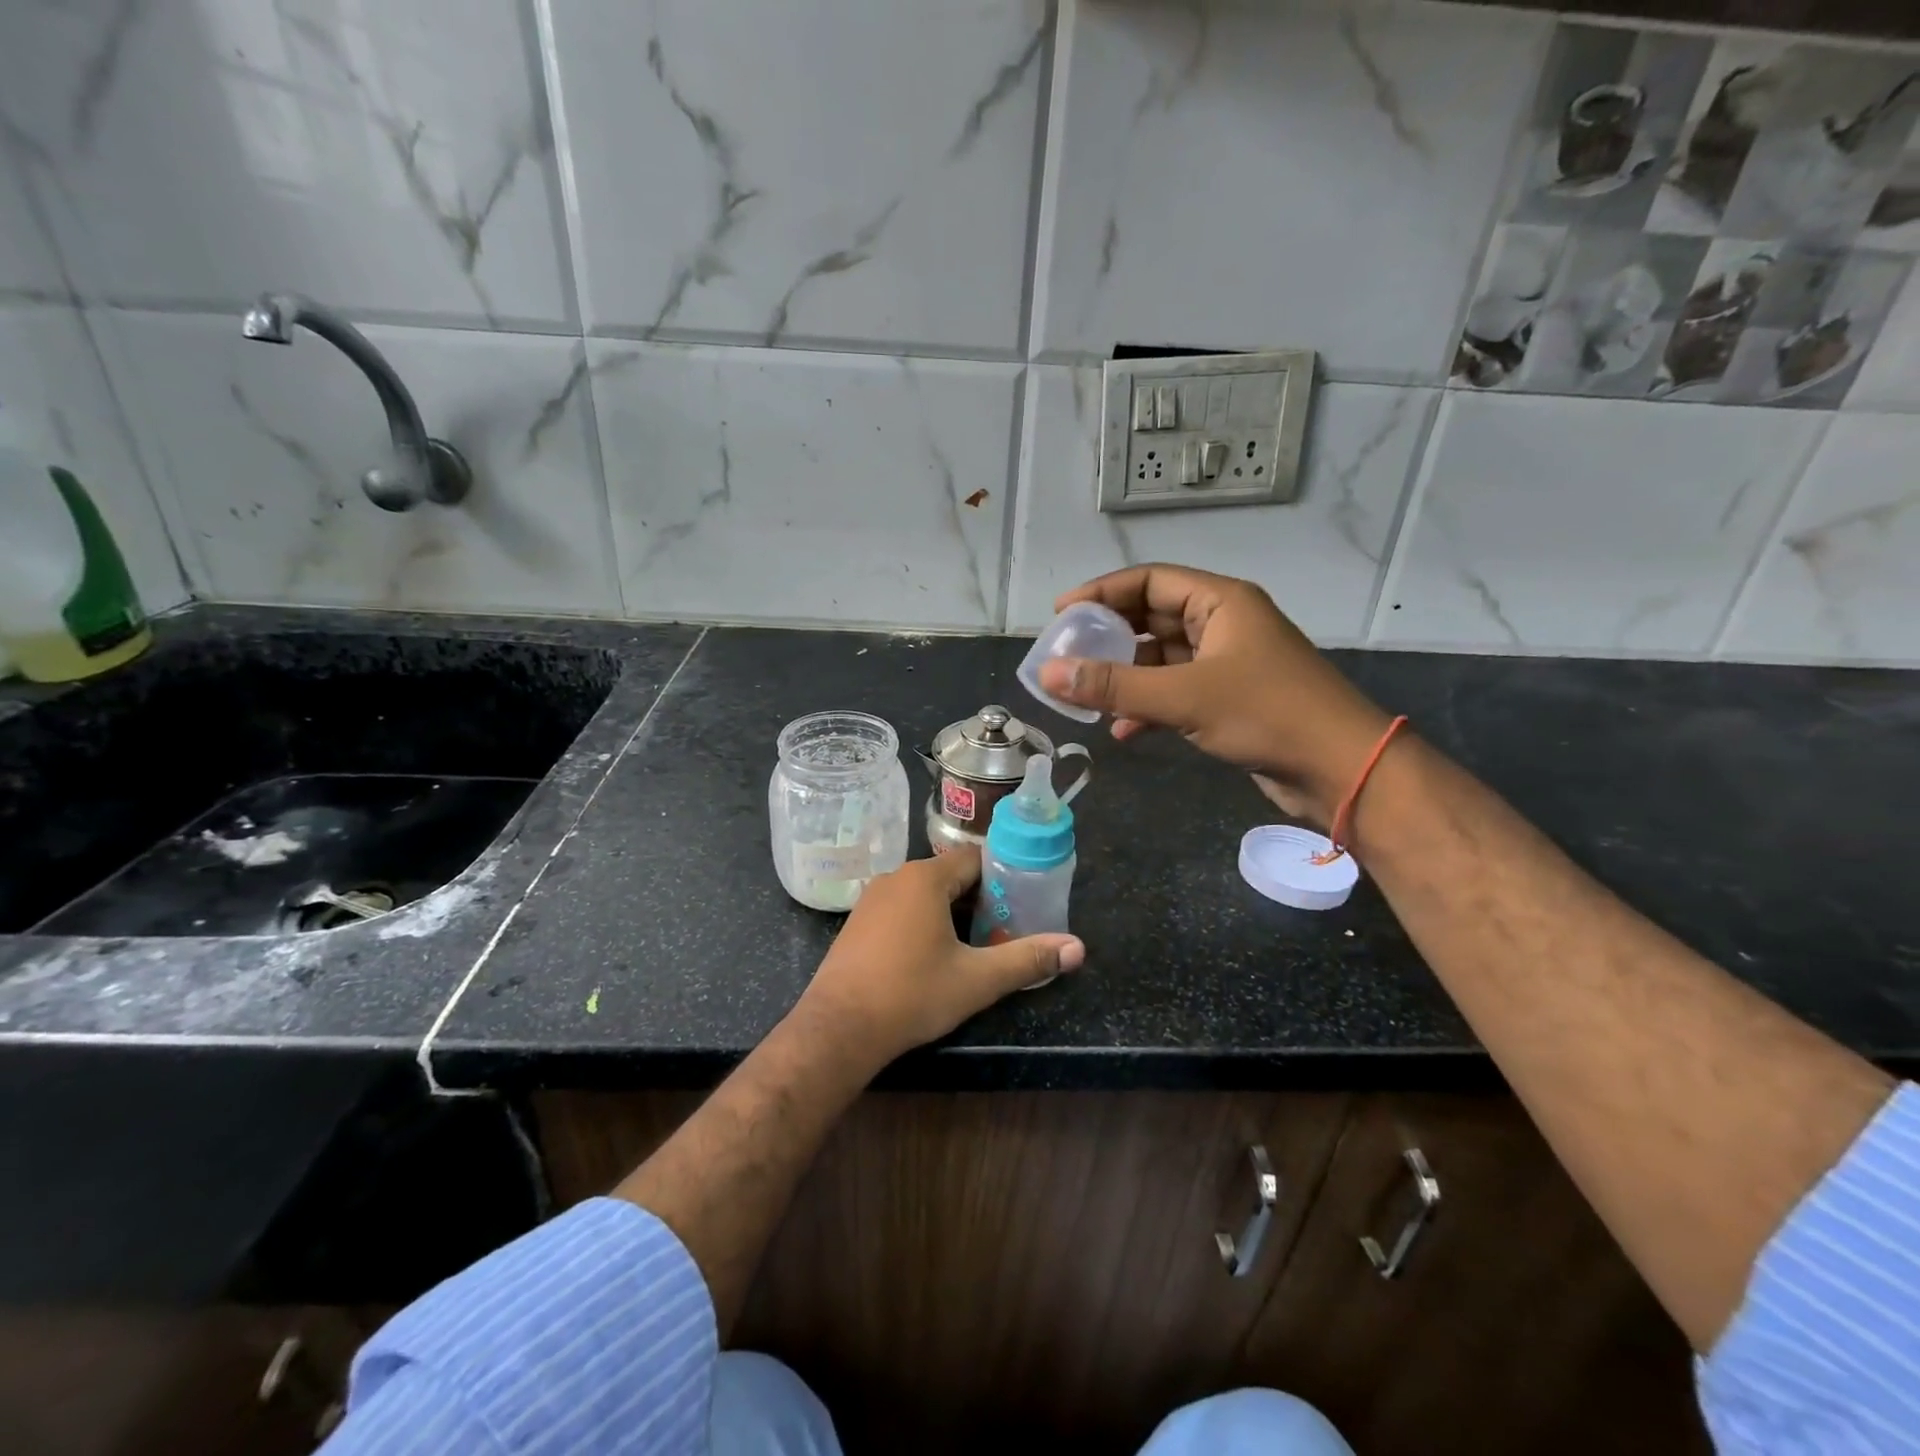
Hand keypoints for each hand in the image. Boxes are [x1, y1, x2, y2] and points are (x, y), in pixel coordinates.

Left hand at [793, 847, 1083, 1066]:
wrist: (838, 1028)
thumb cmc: (912, 994)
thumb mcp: (977, 980)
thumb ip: (1028, 959)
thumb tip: (1077, 948)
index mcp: (926, 878)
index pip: (975, 860)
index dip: (1002, 880)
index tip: (1021, 907)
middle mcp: (896, 877)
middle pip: (950, 876)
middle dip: (979, 901)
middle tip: (1002, 932)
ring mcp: (872, 899)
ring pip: (924, 894)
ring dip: (950, 914)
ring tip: (973, 947)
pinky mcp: (857, 922)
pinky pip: (901, 909)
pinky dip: (922, 923)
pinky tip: (930, 958)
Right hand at [1037, 564, 1390, 825]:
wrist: (1340, 769)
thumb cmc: (1267, 714)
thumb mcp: (1184, 697)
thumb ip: (1114, 686)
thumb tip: (1050, 674)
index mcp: (1220, 602)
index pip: (1149, 580)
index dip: (1102, 592)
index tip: (1061, 613)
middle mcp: (1223, 624)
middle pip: (1152, 618)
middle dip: (1109, 637)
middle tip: (1067, 655)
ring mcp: (1227, 663)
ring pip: (1161, 659)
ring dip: (1126, 678)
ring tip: (1086, 696)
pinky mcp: (1229, 700)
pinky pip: (1175, 692)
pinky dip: (1148, 707)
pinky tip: (1124, 731)